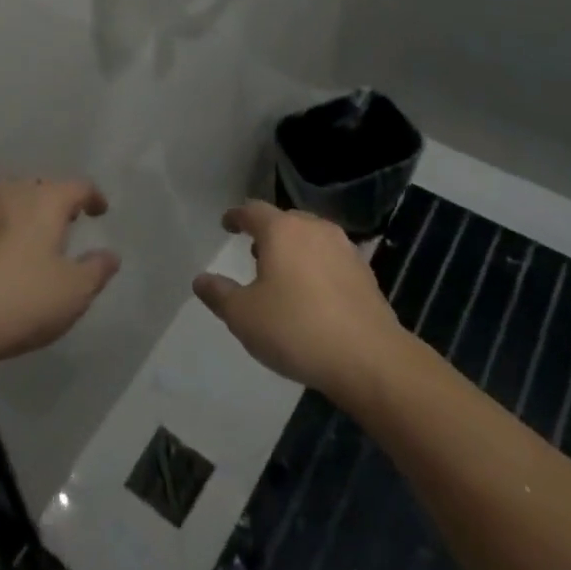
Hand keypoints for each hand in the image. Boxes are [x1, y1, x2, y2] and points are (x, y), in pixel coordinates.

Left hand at [0, 178, 120, 374]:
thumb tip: (109, 255)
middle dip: (57, 204)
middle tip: (67, 226)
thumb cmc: (18, 301)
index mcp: (43, 199)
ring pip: (11, 203)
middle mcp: (10, 192)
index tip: (100, 211)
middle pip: (41, 189)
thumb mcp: (73, 293)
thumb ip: (97, 270)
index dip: (93, 197)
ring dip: (26, 217)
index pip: (77, 186)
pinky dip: (1, 233)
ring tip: (34, 243)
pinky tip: (0, 260)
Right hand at [193, 202, 405, 398]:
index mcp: (281, 230)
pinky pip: (331, 259)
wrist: (370, 358)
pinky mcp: (365, 273)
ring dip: (294, 250)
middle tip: (254, 253)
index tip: (227, 224)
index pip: (252, 211)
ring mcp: (344, 248)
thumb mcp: (244, 317)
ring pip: (311, 238)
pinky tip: (314, 294)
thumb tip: (200, 279)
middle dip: (267, 234)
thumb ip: (219, 294)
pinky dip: (317, 267)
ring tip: (283, 274)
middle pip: (285, 221)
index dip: (236, 216)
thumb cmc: (296, 329)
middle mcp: (314, 228)